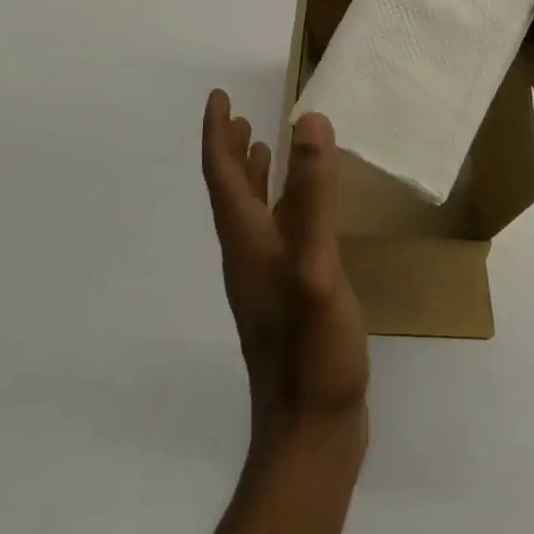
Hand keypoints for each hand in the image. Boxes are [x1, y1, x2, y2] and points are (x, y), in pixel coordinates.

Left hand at [201, 91, 368, 451]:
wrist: (311, 436)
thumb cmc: (313, 352)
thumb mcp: (317, 267)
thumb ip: (312, 196)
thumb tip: (307, 121)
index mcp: (248, 242)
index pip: (221, 175)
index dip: (217, 134)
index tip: (217, 97)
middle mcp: (248, 255)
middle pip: (229, 190)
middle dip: (228, 148)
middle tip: (236, 112)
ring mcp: (264, 279)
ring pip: (249, 212)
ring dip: (249, 174)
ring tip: (260, 144)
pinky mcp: (285, 296)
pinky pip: (272, 231)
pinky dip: (276, 203)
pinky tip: (295, 208)